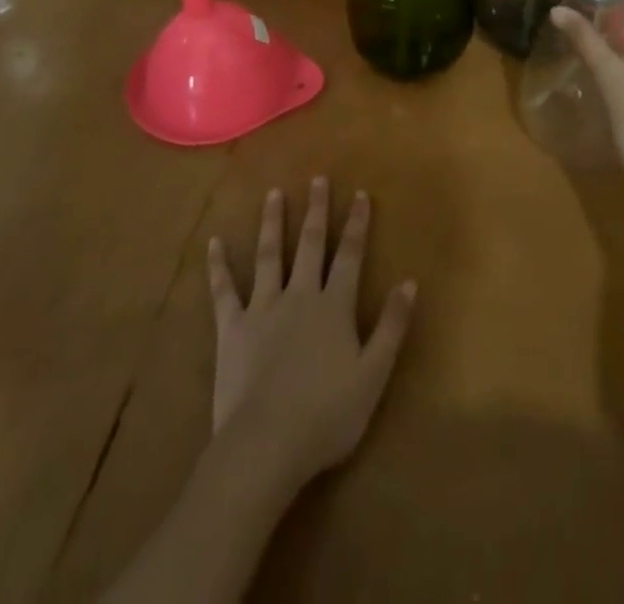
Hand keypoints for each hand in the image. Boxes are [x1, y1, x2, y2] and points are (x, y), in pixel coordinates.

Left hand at [207, 178, 416, 494]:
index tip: (359, 193)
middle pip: (309, 245)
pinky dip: (218, 267)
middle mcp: (299, 296)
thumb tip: (409, 282)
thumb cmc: (326, 415)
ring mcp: (262, 309)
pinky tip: (214, 243)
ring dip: (271, 223)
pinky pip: (224, 292)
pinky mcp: (231, 329)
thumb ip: (391, 326)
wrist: (265, 444)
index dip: (356, 224)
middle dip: (315, 211)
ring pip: (268, 256)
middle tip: (316, 179)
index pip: (349, 255)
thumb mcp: (373, 374)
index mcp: (334, 306)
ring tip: (273, 194)